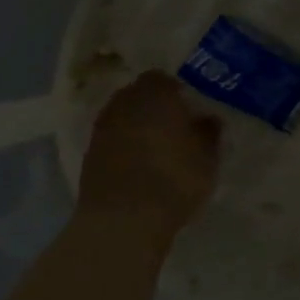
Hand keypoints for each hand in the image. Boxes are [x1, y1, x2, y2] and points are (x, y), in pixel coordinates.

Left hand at [77, 71, 220, 233]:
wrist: (122, 221)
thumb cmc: (173, 179)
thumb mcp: (207, 157)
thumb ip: (209, 132)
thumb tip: (208, 118)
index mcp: (154, 93)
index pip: (164, 78)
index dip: (178, 91)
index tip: (191, 108)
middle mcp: (124, 102)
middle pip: (140, 95)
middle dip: (156, 107)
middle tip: (176, 126)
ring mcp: (102, 128)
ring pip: (125, 118)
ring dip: (139, 127)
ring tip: (159, 148)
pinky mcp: (90, 154)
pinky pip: (114, 141)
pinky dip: (125, 147)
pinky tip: (140, 166)